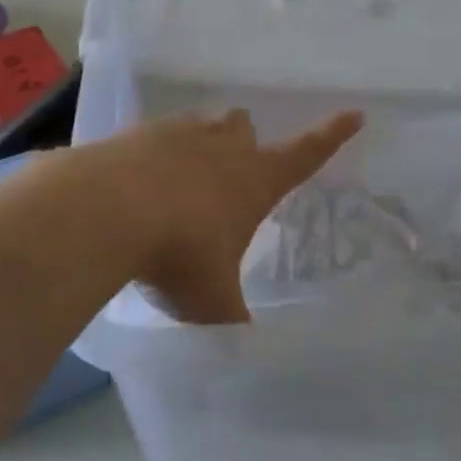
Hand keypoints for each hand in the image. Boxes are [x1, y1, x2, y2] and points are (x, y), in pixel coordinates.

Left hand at [82, 109, 362, 323]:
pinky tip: (136, 186)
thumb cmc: (178, 254)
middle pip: (244, 128)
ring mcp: (177, 134)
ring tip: (182, 181)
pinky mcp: (136, 134)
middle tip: (232, 171)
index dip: (332, 135)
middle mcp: (221, 147)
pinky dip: (153, 156)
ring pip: (201, 126)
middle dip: (243, 143)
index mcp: (254, 180)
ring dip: (199, 146)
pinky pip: (155, 137)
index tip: (354, 113)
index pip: (306, 153)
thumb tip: (243, 346)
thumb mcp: (213, 301)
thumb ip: (231, 318)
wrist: (107, 209)